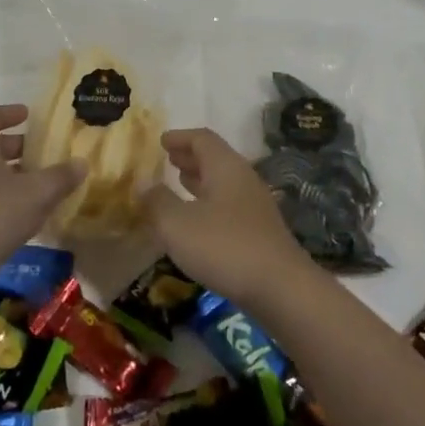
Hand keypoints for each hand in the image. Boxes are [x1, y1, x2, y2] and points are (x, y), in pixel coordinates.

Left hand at [0, 105, 80, 286]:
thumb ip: (61, 176)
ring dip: (10, 173)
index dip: (8, 112)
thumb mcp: (37, 193)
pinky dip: (3, 195)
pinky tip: (25, 212)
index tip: (28, 115)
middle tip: (40, 151)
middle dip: (15, 145)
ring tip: (38, 182)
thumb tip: (82, 163)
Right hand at [142, 128, 309, 305]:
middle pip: (215, 158)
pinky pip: (228, 204)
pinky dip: (209, 202)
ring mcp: (254, 205)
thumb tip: (144, 187)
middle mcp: (243, 179)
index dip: (180, 137)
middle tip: (169, 159)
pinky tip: (198, 220)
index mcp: (226, 167)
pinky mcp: (259, 231)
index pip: (202, 139)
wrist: (280, 287)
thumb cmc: (224, 246)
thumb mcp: (178, 224)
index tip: (162, 140)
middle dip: (190, 157)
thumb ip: (157, 202)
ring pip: (223, 182)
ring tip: (180, 182)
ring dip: (200, 180)